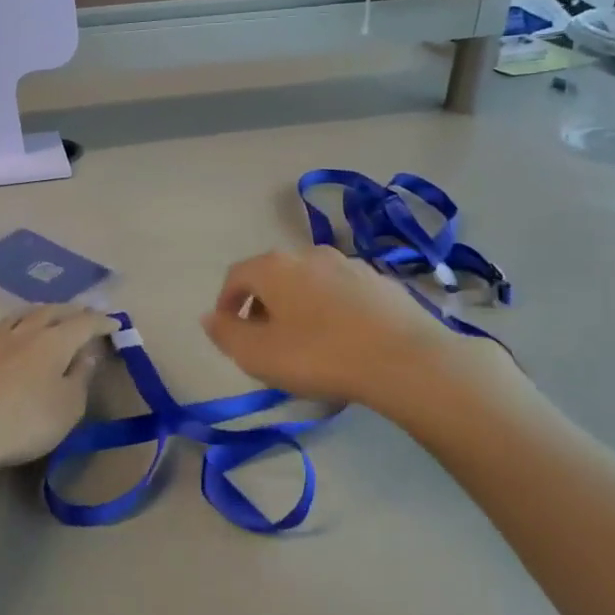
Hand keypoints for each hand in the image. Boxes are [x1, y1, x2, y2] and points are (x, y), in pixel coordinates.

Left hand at [0, 305, 115, 475]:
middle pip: (51, 311)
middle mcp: (24, 330)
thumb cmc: (23, 422)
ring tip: (49, 315)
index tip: (114, 324)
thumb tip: (87, 354)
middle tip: (84, 313)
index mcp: (54, 341)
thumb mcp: (66, 408)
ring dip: (41, 312)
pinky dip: (16, 325)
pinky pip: (0, 327)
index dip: (101, 322)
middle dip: (72, 310)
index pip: (84, 323)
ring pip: (22, 314)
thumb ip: (80, 378)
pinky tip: (11, 335)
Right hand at [201, 247, 513, 409]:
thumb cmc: (319, 356)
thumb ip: (226, 334)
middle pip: (273, 276)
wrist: (405, 360)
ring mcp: (349, 264)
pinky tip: (341, 339)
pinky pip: (342, 292)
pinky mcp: (382, 281)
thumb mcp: (258, 355)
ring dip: (298, 305)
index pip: (236, 275)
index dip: (226, 302)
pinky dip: (331, 309)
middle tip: (264, 340)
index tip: (228, 330)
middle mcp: (309, 254)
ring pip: (309, 282)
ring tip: (304, 341)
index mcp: (274, 267)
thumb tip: (210, 317)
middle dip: (262, 304)